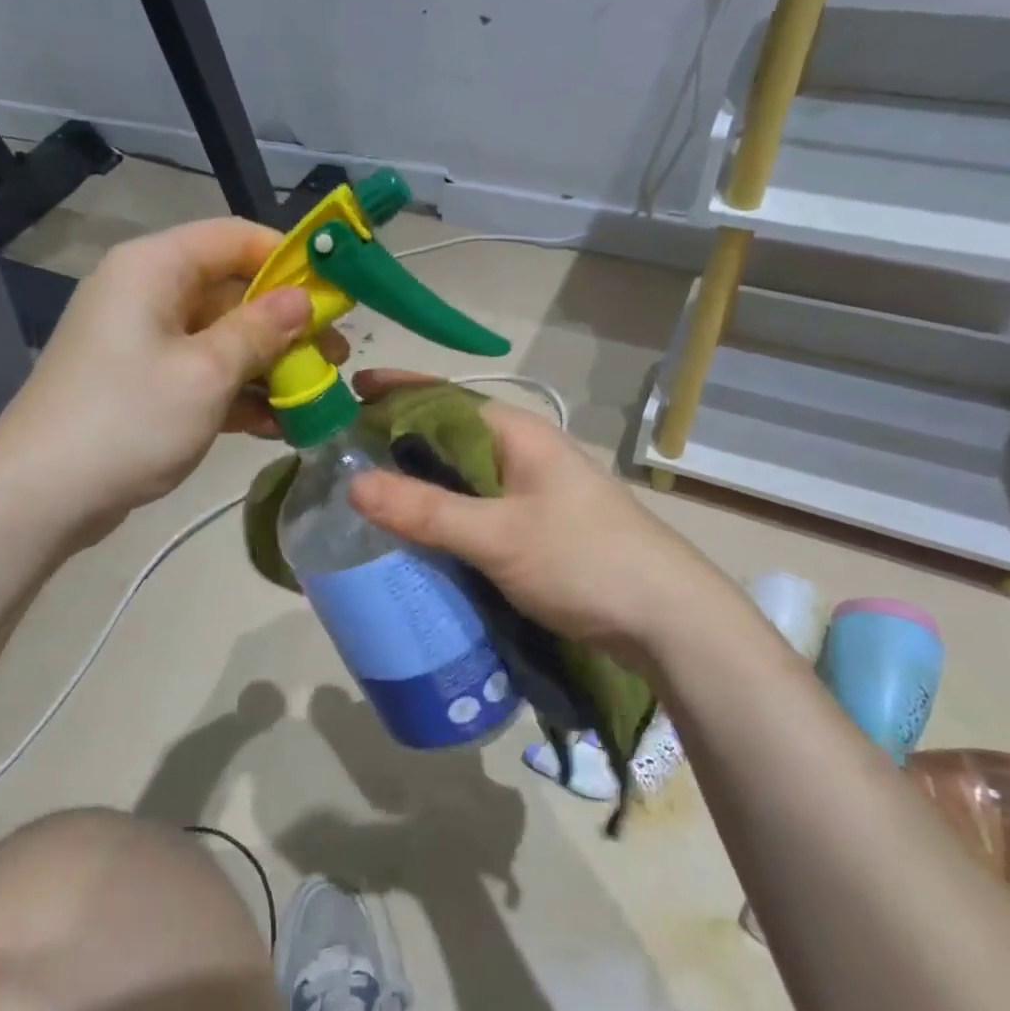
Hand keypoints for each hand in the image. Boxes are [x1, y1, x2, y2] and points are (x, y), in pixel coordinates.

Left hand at [0, 219, 344, 535]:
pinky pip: (202, 374)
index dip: (289, 259)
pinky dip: (238, 393)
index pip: (234, 238)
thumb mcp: (206, 372)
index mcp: (154, 268)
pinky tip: (278, 424)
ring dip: (269, 365)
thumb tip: (303, 300)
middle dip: (286, 324)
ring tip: (316, 395)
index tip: (335, 293)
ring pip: (222, 337)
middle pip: (232, 291)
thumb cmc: (128, 420)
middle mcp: (147, 293)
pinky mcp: (143, 384)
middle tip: (335, 356)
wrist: (40, 496)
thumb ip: (260, 331)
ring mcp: (143, 342)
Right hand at [344, 370, 724, 668]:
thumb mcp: (498, 536)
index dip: (396, 390)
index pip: (444, 397)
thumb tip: (352, 484)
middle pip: (448, 436)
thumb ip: (427, 511)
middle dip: (397, 440)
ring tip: (366, 493)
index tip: (347, 391)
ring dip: (418, 481)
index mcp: (517, 434)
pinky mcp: (536, 527)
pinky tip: (416, 533)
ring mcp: (533, 491)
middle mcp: (524, 453)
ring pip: (461, 476)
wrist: (668, 620)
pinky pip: (475, 509)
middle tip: (341, 454)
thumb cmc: (584, 560)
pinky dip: (441, 514)